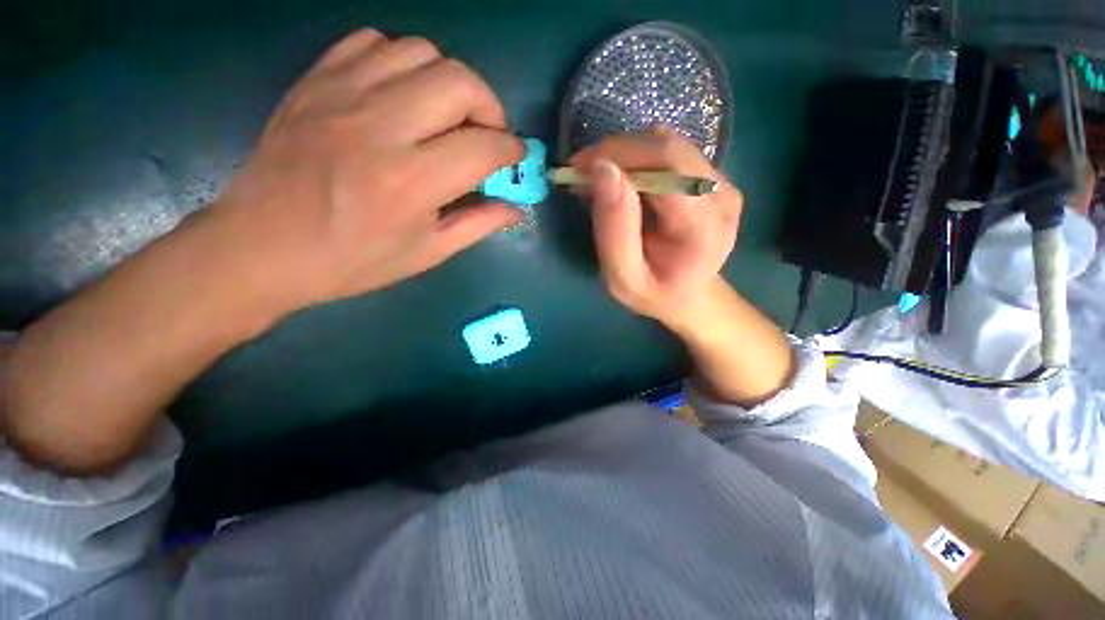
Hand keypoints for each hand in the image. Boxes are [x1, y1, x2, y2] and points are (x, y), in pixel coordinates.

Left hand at [212, 29, 524, 315]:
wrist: (262, 246)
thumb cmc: (353, 260)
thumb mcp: (427, 253)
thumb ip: (478, 225)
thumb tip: (516, 209)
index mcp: (411, 181)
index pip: (483, 146)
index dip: (511, 149)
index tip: (515, 157)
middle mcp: (380, 127)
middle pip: (459, 82)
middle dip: (490, 107)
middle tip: (486, 134)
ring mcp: (342, 95)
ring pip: (421, 52)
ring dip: (449, 82)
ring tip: (447, 116)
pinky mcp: (316, 81)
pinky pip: (373, 42)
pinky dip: (402, 62)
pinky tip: (403, 95)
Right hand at [570, 128, 742, 328]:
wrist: (688, 296)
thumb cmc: (653, 293)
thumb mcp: (623, 276)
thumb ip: (614, 230)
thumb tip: (602, 169)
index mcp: (704, 227)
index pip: (667, 166)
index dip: (620, 156)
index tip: (579, 168)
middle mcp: (721, 196)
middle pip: (668, 149)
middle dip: (617, 152)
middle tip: (581, 171)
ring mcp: (722, 183)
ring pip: (668, 144)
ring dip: (625, 154)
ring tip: (598, 178)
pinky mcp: (714, 178)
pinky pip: (672, 152)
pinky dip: (638, 158)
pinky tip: (621, 180)